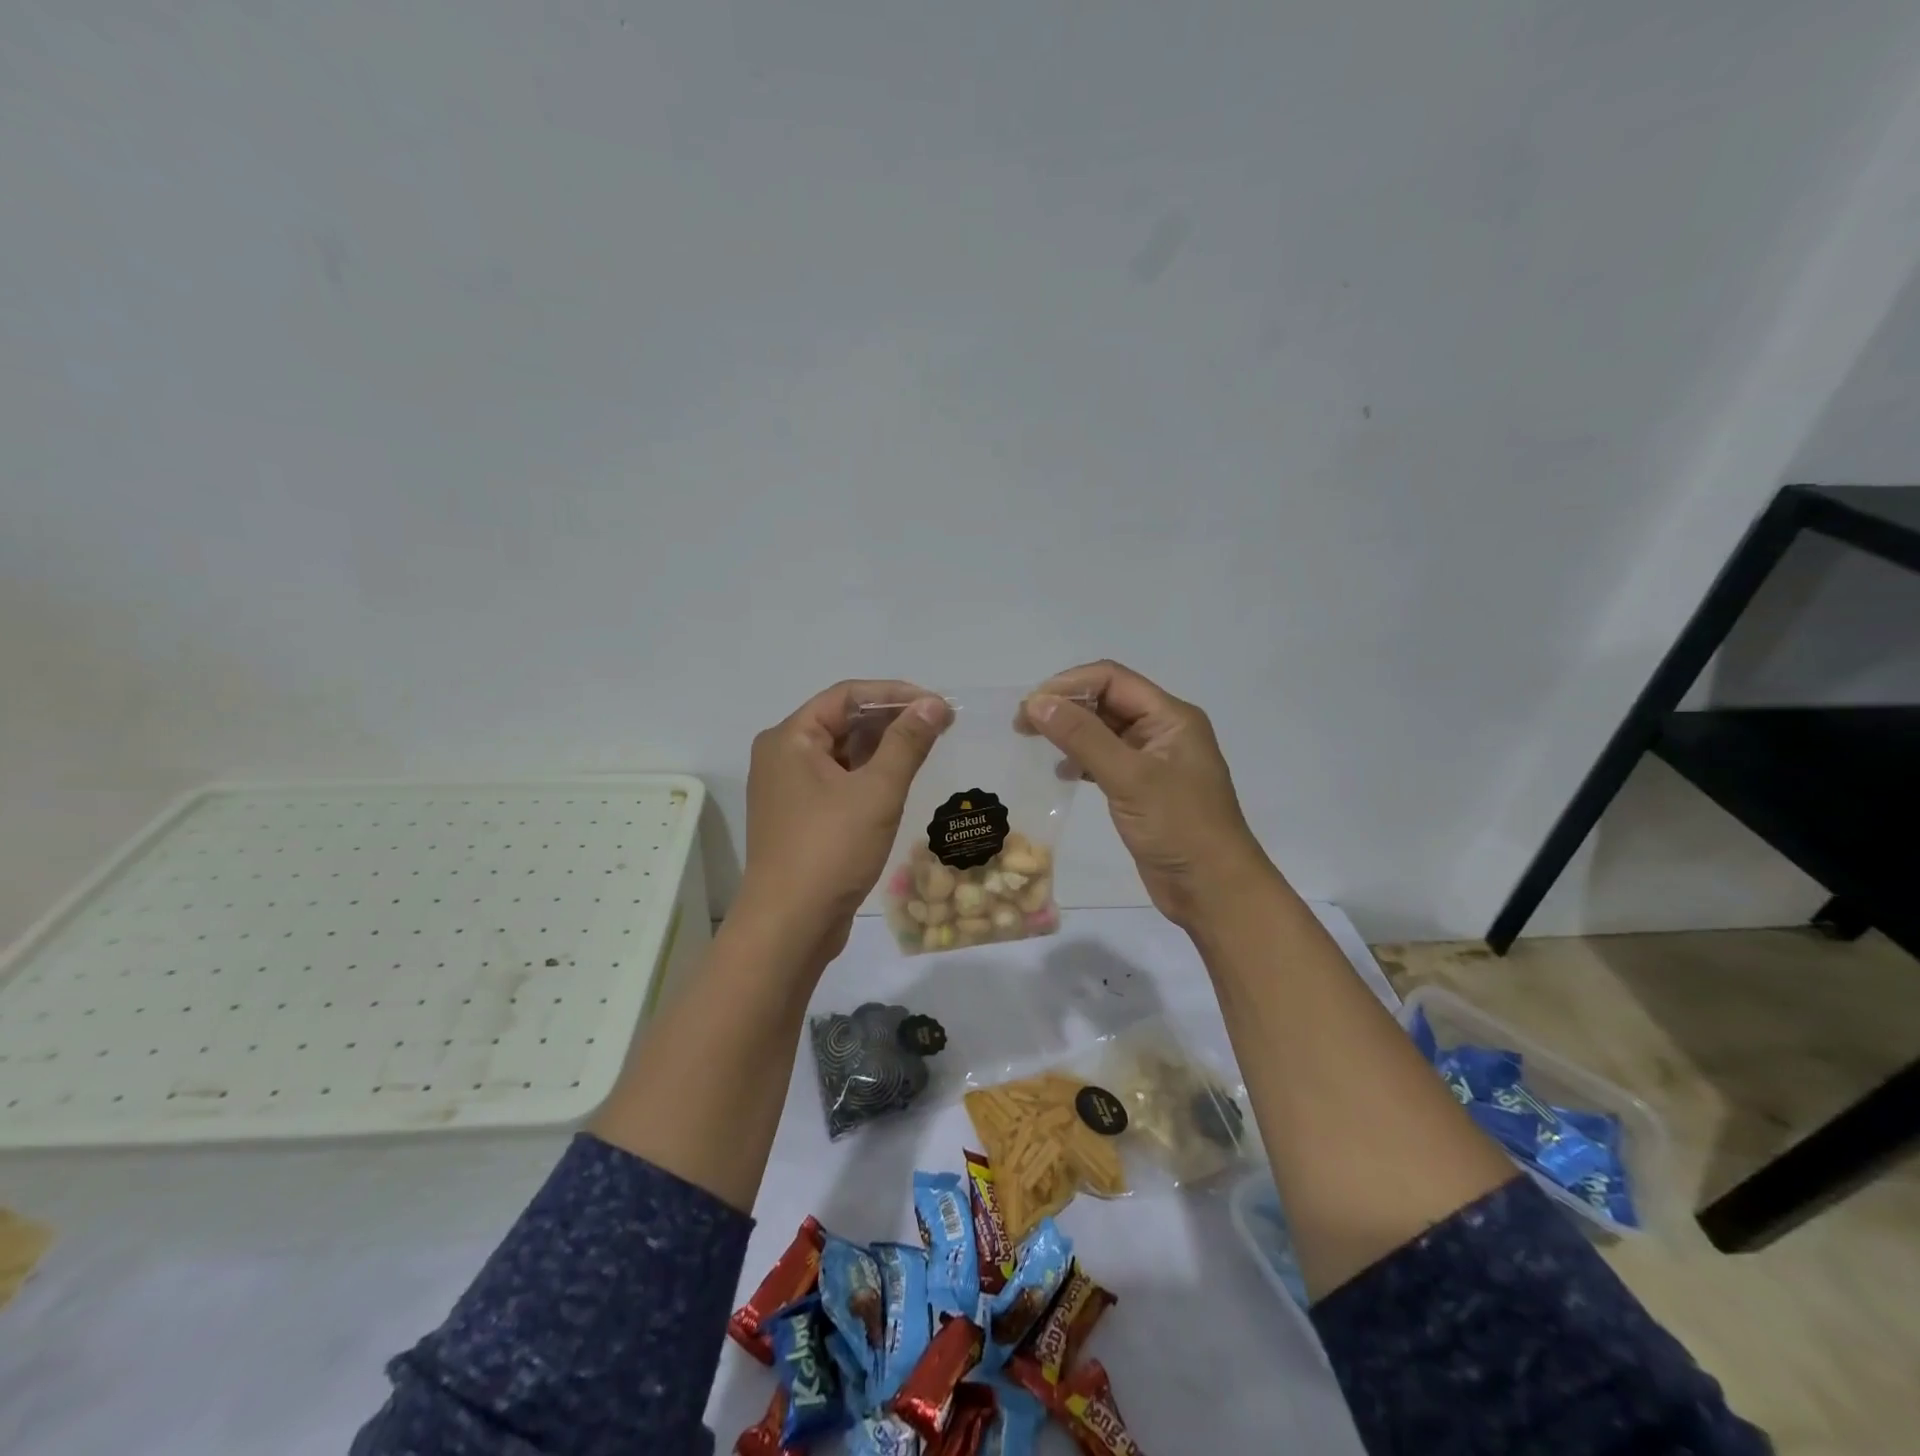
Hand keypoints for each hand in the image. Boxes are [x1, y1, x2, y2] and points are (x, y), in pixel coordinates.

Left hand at [733, 680, 951, 962]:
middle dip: (891, 721)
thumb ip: (907, 743)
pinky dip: (869, 776)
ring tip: (927, 750)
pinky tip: (900, 782)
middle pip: (842, 722)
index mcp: (789, 738)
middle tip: (940, 727)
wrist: (790, 926)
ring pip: (842, 754)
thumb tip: (934, 704)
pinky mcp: (799, 818)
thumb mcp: (877, 791)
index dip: (895, 694)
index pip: (846, 696)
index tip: (937, 705)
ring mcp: (788, 790)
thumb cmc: (830, 849)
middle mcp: (782, 756)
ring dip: (882, 749)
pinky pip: (838, 782)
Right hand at [1025, 661, 1273, 927]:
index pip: (1112, 679)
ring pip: (1104, 730)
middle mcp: (1163, 731)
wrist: (1214, 890)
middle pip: (1107, 701)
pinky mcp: (1143, 789)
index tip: (1031, 706)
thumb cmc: (1178, 827)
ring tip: (1033, 742)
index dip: (1069, 685)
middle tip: (1022, 724)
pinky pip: (1106, 760)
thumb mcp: (1129, 778)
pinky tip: (1062, 772)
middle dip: (1065, 706)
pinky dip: (1081, 759)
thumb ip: (1082, 737)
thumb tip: (1037, 702)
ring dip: (1070, 731)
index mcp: (1170, 717)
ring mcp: (1154, 761)